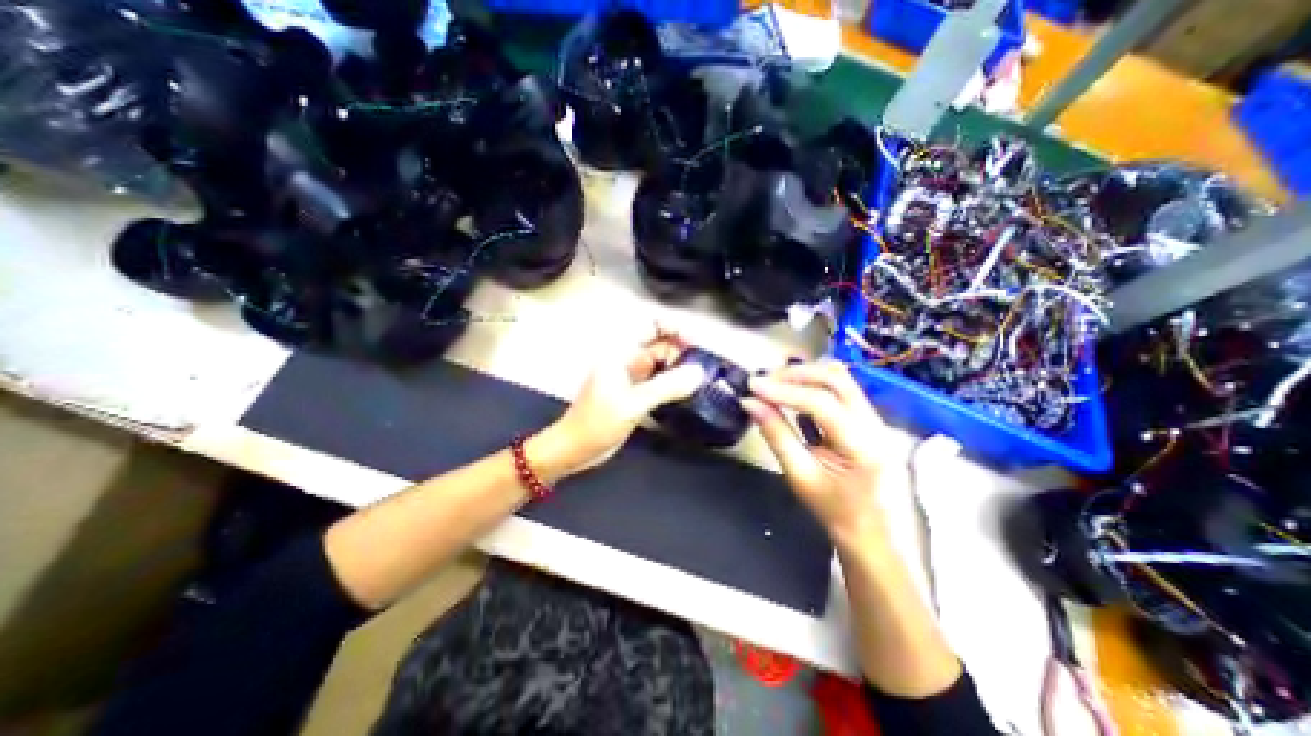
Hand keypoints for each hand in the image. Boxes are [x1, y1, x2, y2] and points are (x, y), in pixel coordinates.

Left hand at [533, 333, 706, 475]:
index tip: (694, 345)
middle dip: (681, 352)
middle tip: (701, 370)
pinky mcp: (634, 394)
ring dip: (678, 369)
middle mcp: (627, 361)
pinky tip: (685, 394)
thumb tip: (698, 373)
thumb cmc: (595, 423)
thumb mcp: (632, 404)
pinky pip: (658, 382)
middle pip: (660, 346)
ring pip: (661, 365)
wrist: (574, 449)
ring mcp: (631, 378)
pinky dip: (672, 385)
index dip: (674, 329)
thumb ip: (665, 387)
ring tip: (699, 381)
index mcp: (621, 353)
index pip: (651, 326)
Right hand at [746, 360, 890, 542]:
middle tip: (763, 382)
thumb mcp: (801, 477)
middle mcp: (877, 425)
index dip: (783, 391)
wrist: (879, 542)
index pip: (821, 403)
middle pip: (837, 379)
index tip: (752, 386)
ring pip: (841, 382)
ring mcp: (877, 422)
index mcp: (864, 445)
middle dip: (796, 375)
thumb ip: (776, 435)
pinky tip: (794, 397)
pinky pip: (842, 394)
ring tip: (774, 385)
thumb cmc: (838, 515)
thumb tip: (750, 404)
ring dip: (805, 378)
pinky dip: (814, 389)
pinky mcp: (871, 423)